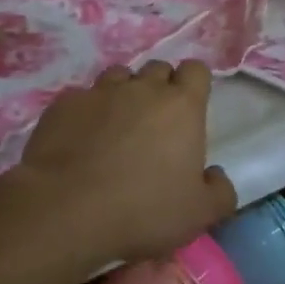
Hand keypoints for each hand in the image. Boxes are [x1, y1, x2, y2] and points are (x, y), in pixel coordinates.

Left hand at [15, 60, 236, 265]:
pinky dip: (86, 112)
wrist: (66, 210)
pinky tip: (80, 139)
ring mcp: (100, 92)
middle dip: (160, 88)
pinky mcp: (64, 105)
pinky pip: (82, 98)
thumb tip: (216, 176)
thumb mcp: (199, 214)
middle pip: (158, 69)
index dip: (194, 85)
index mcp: (182, 106)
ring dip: (123, 94)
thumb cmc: (143, 209)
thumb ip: (220, 192)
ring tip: (117, 126)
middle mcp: (143, 88)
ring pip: (119, 76)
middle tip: (155, 123)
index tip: (189, 108)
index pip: (196, 70)